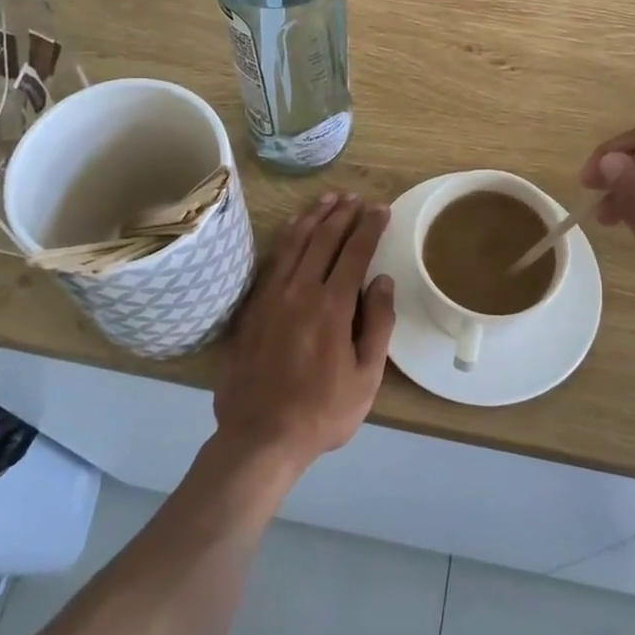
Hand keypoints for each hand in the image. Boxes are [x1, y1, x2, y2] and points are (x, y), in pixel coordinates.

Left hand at [214, 193, 396, 472]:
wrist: (259, 436)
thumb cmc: (322, 412)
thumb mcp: (366, 378)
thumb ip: (377, 325)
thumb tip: (382, 280)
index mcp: (331, 307)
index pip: (355, 252)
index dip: (369, 226)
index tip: (381, 209)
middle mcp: (300, 291)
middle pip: (323, 238)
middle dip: (343, 213)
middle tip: (357, 197)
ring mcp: (271, 296)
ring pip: (294, 242)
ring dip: (314, 216)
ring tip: (328, 198)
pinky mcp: (252, 307)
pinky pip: (272, 260)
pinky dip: (287, 237)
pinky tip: (293, 229)